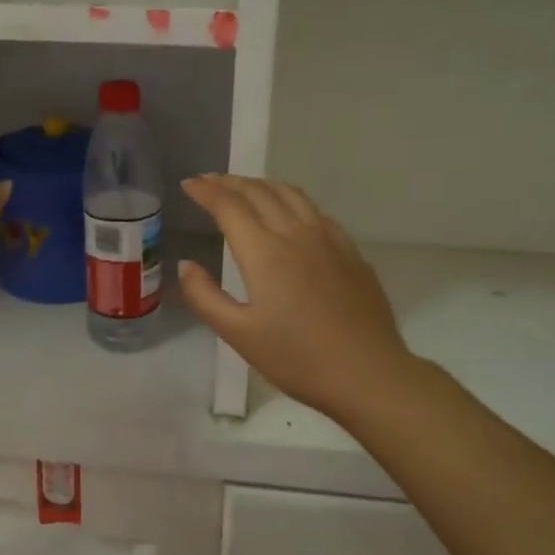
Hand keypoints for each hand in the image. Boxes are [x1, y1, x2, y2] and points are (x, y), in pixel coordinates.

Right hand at [178, 175, 412, 421]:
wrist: (367, 373)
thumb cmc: (297, 358)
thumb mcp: (238, 334)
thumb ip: (205, 297)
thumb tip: (186, 266)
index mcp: (264, 252)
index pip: (229, 206)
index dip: (206, 191)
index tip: (188, 183)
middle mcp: (296, 234)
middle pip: (259, 192)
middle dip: (230, 182)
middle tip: (210, 181)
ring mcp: (329, 240)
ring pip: (291, 195)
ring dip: (262, 185)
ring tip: (246, 188)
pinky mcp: (351, 252)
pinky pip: (316, 212)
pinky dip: (292, 201)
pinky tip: (291, 213)